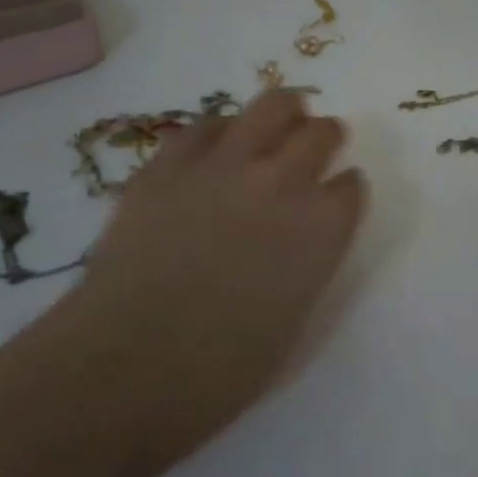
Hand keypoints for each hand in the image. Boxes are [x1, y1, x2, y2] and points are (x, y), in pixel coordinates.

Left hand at [48, 89, 367, 449]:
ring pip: (270, 106)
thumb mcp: (294, 318)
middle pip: (321, 132)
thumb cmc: (222, 370)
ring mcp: (224, 165)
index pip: (351, 186)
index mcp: (322, 227)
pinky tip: (217, 147)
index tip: (337, 196)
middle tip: (316, 145)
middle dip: (325, 137)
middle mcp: (282, 181)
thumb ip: (308, 264)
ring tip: (280, 120)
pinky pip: (204, 125)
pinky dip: (220, 131)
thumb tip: (298, 243)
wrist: (126, 367)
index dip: (345, 190)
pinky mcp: (168, 165)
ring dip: (284, 112)